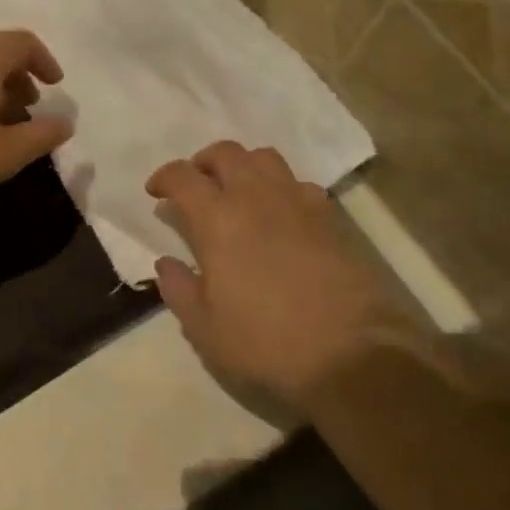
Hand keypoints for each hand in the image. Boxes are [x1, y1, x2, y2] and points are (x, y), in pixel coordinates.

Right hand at [148, 143, 395, 409]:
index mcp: (219, 220)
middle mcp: (257, 197)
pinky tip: (281, 215)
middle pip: (227, 153)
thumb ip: (180, 290)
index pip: (183, 176)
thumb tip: (166, 262)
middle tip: (196, 186)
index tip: (155, 192)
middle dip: (204, 162)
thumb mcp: (206, 330)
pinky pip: (300, 184)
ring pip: (266, 159)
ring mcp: (299, 202)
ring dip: (244, 167)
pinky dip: (281, 188)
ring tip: (238, 193)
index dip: (164, 177)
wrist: (353, 355)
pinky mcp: (332, 218)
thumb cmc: (267, 345)